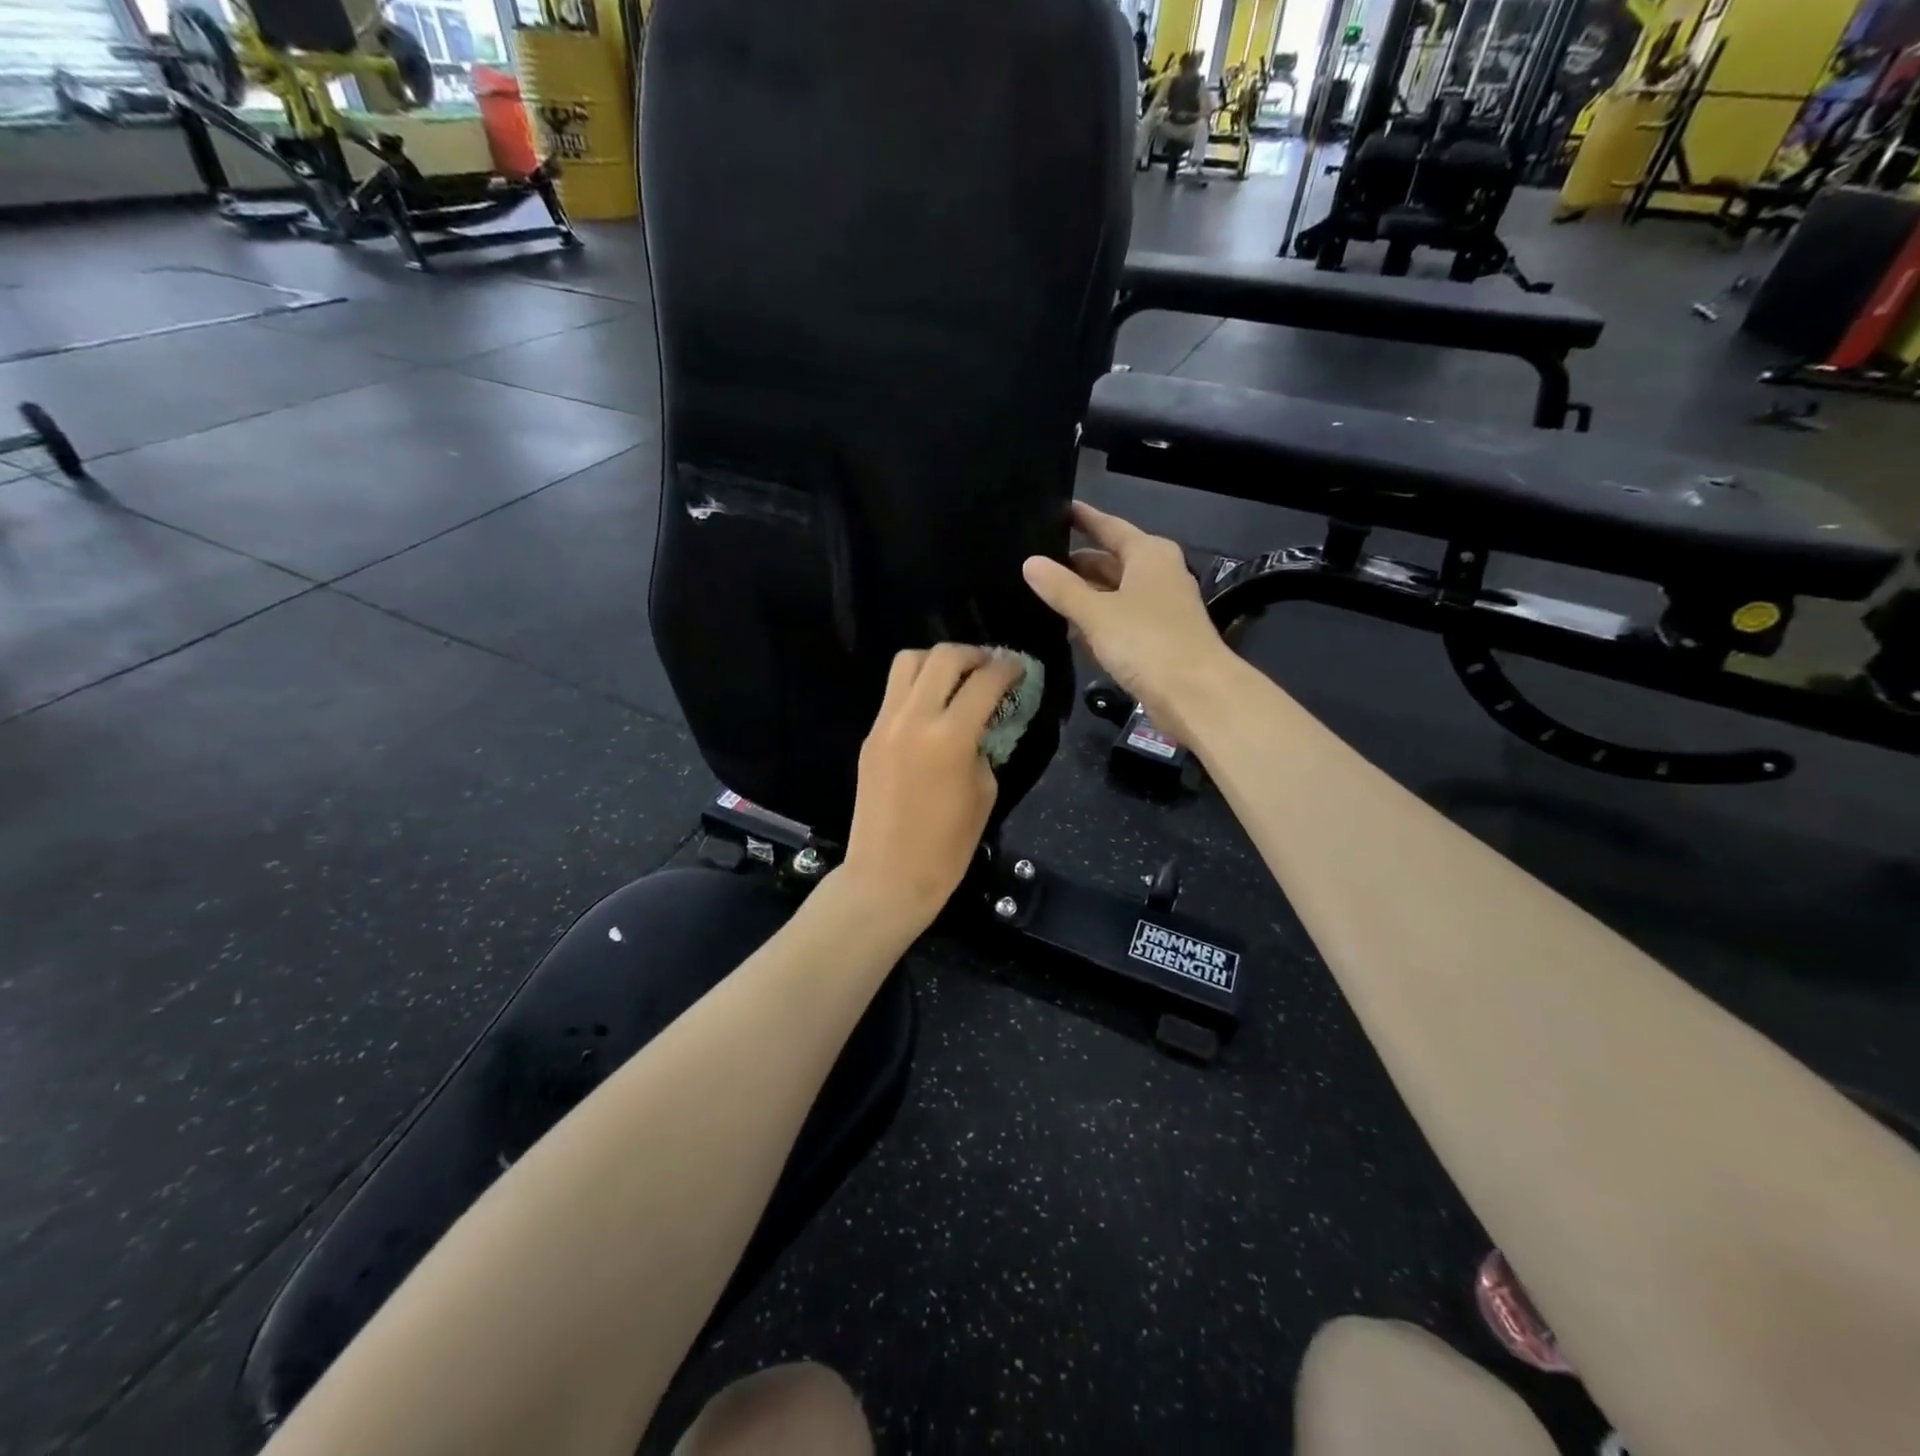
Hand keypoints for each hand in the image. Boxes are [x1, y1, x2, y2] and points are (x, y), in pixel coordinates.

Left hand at [839, 645, 1025, 933]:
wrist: (887, 875)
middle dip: (974, 654)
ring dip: (938, 662)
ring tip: (958, 679)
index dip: (1009, 668)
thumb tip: (982, 723)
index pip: (985, 681)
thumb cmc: (947, 846)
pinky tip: (934, 707)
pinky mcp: (870, 735)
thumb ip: (984, 746)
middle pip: (944, 656)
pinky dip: (918, 687)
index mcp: (950, 736)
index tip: (1020, 668)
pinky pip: (894, 692)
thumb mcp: (984, 792)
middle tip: (991, 667)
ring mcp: (885, 723)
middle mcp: (913, 718)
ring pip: (909, 662)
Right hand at [1022, 502, 1230, 740]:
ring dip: (1084, 595)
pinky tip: (1069, 629)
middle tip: (1036, 562)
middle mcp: (1158, 574)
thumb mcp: (1096, 612)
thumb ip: (1062, 588)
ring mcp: (1160, 608)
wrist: (1195, 693)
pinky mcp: (1158, 639)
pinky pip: (1120, 620)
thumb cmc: (1147, 641)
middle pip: (1111, 561)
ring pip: (1114, 593)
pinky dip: (1097, 621)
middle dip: (1077, 563)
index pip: (1109, 527)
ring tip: (1042, 594)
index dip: (1083, 519)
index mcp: (1149, 554)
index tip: (1057, 510)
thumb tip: (1030, 563)